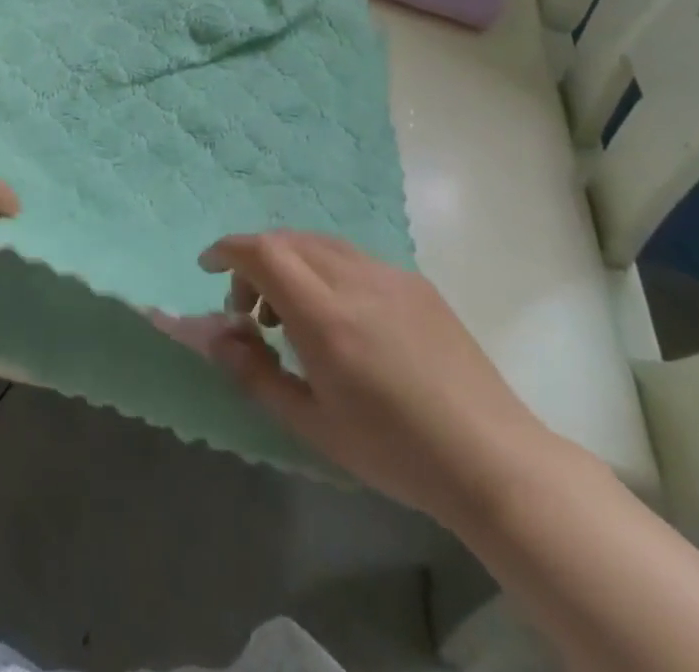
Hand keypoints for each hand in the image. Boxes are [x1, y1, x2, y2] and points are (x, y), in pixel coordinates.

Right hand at [195, 231, 554, 526]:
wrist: (491, 459)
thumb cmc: (394, 451)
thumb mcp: (312, 424)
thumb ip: (254, 372)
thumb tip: (212, 335)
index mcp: (326, 317)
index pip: (262, 252)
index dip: (227, 250)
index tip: (208, 267)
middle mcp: (355, 280)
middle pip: (287, 240)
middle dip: (255, 262)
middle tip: (251, 313)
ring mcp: (389, 275)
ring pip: (319, 244)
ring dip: (290, 263)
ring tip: (292, 317)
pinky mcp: (414, 282)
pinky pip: (352, 258)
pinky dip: (324, 269)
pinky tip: (340, 319)